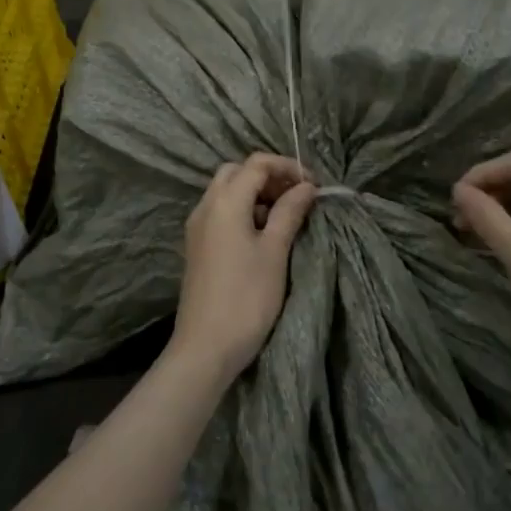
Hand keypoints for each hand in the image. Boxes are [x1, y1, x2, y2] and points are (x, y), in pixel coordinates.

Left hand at [172, 154, 317, 380]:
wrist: (205, 347)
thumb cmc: (247, 297)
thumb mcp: (275, 251)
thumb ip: (290, 212)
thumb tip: (306, 187)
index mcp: (225, 202)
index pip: (256, 163)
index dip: (287, 167)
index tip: (312, 186)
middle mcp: (206, 206)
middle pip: (237, 172)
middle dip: (268, 176)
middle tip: (296, 197)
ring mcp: (197, 227)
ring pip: (226, 192)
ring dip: (255, 193)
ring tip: (285, 217)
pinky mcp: (197, 246)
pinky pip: (220, 212)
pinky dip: (243, 211)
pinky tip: (263, 235)